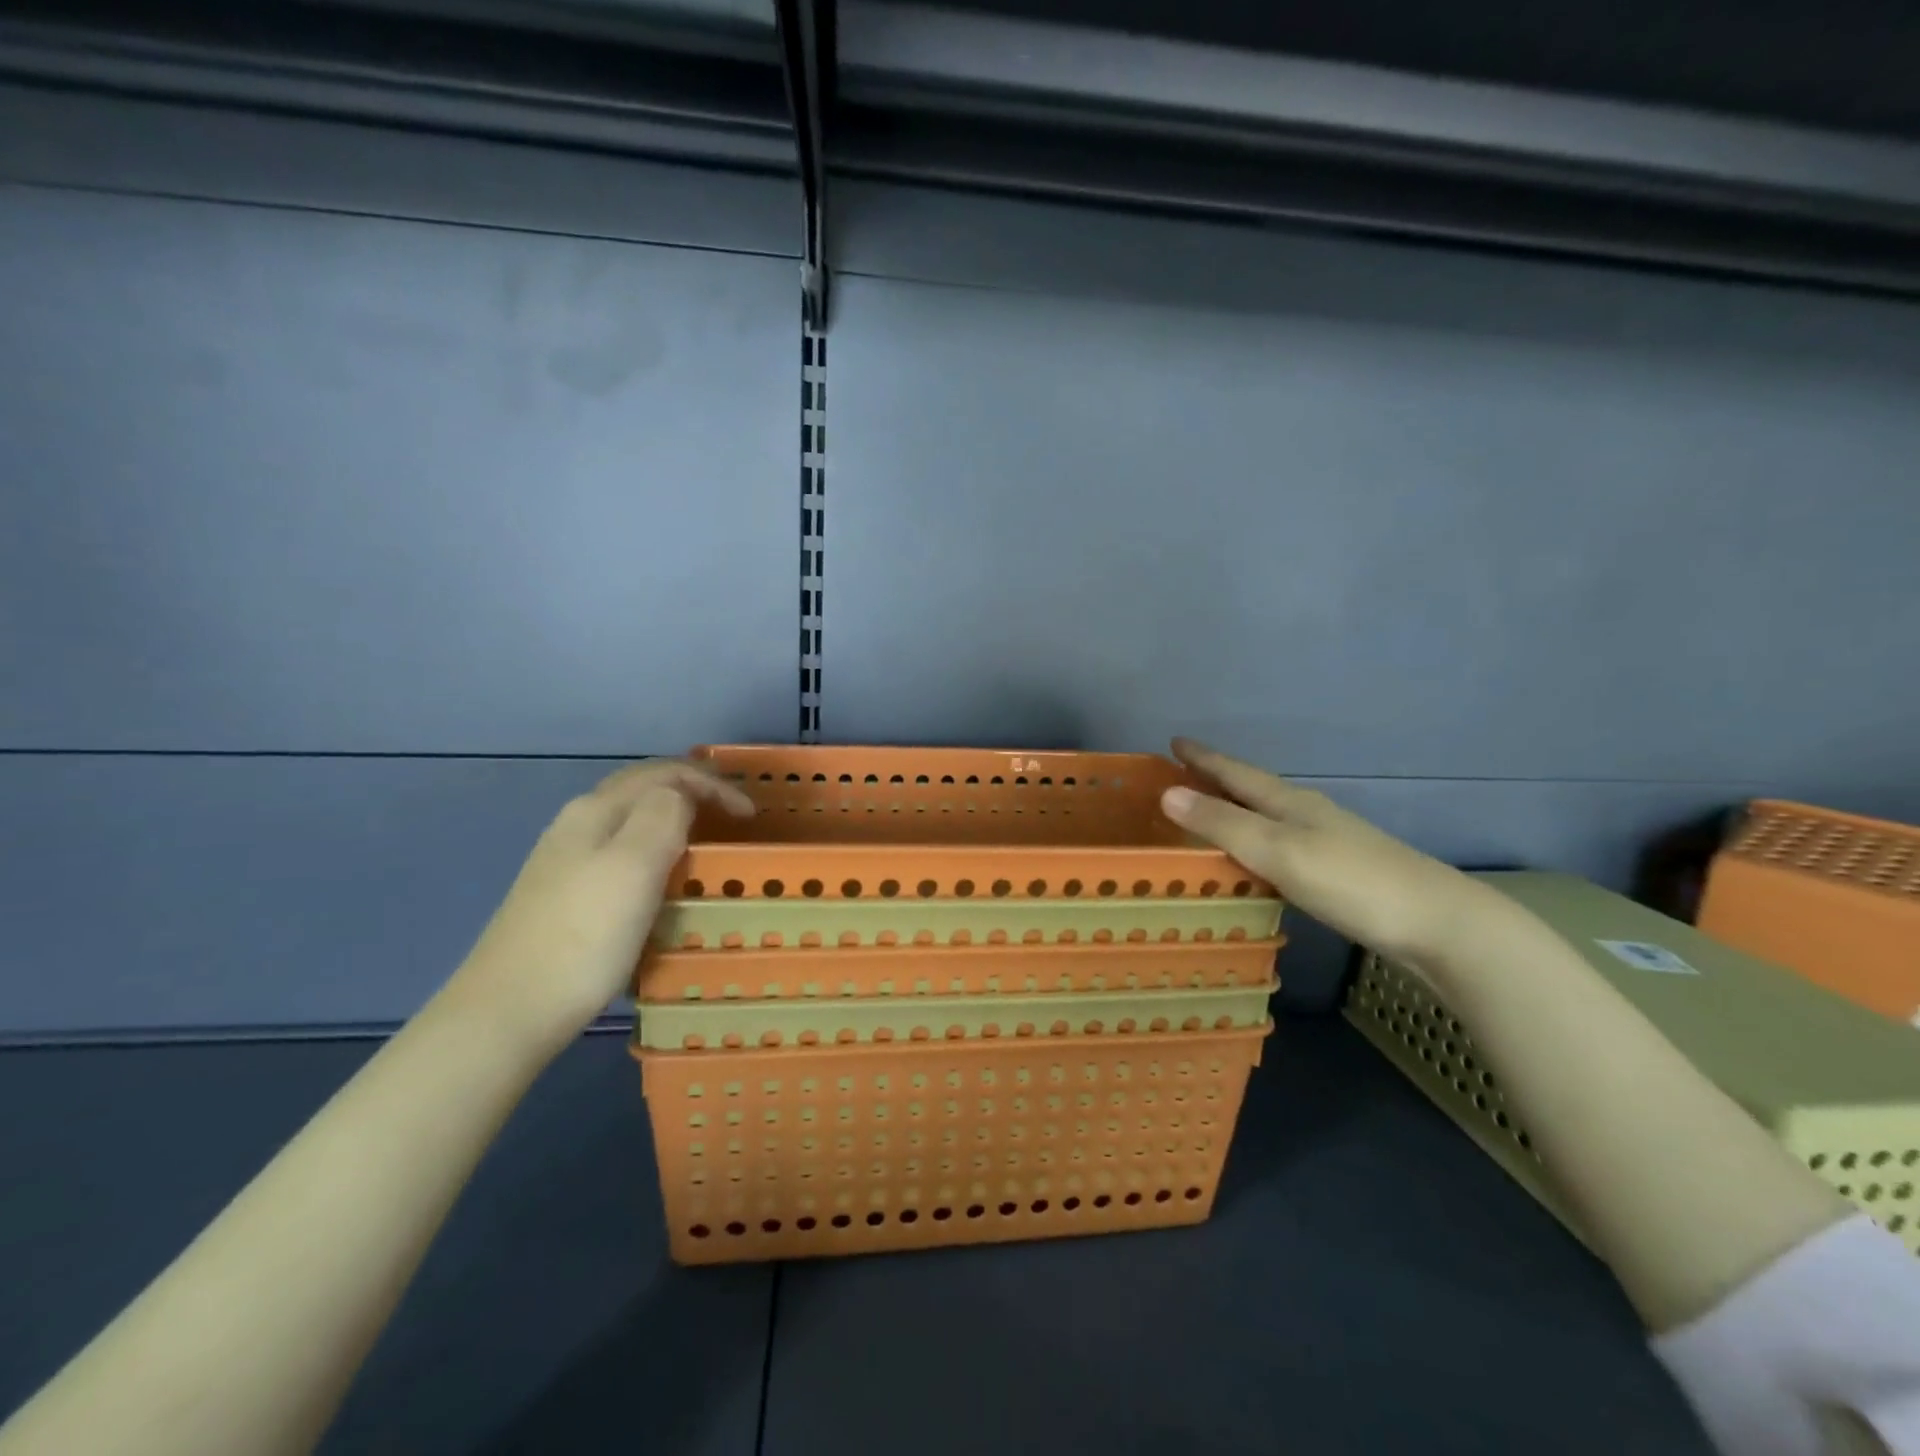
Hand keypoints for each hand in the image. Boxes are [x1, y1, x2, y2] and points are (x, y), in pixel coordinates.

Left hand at [451, 759, 753, 1045]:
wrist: (509, 1011)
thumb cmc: (584, 936)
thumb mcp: (634, 865)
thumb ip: (664, 814)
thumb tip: (681, 796)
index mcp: (597, 810)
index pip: (665, 773)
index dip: (713, 785)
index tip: (750, 816)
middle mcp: (578, 824)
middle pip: (644, 789)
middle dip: (693, 792)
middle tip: (733, 819)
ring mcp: (567, 860)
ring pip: (632, 821)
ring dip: (674, 821)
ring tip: (707, 844)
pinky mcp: (564, 895)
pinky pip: (622, 854)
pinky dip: (655, 851)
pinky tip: (663, 880)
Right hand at [1160, 738, 1496, 963]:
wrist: (1438, 923)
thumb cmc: (1350, 881)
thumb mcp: (1277, 851)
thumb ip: (1222, 824)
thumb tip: (1166, 792)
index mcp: (1290, 803)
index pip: (1236, 773)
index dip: (1204, 759)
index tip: (1173, 741)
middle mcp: (1308, 814)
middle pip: (1253, 790)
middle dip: (1217, 780)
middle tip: (1181, 775)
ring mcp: (1328, 841)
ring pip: (1269, 817)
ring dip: (1236, 811)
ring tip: (1208, 815)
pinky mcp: (1340, 871)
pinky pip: (1282, 844)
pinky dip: (1256, 842)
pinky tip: (1256, 860)